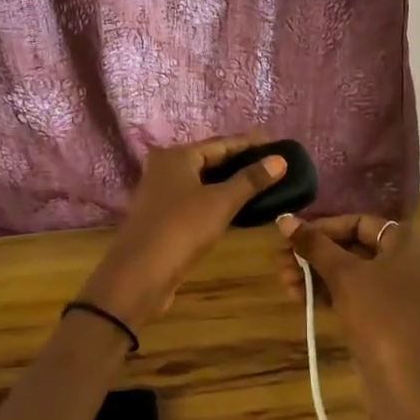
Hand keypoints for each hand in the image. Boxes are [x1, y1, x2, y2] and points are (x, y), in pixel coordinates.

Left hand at [80, 132, 288, 328]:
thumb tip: (280, 160)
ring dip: (230, 184)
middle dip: (241, 163)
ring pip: (204, 182)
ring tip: (263, 185)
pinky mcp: (164, 218)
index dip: (250, 144)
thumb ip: (250, 180)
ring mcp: (162, 194)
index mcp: (177, 156)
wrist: (139, 275)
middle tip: (274, 165)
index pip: (222, 143)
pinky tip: (239, 208)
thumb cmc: (181, 229)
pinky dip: (218, 201)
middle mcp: (166, 168)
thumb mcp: (221, 202)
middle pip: (211, 160)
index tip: (277, 144)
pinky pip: (197, 201)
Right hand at [277, 213, 419, 419]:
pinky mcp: (384, 317)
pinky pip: (352, 294)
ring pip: (350, 272)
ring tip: (283, 279)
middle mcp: (406, 261)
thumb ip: (314, 245)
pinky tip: (297, 295)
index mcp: (406, 241)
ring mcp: (396, 291)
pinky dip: (327, 292)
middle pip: (353, 246)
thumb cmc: (380, 314)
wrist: (405, 382)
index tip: (292, 235)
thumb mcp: (344, 275)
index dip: (324, 226)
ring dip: (316, 273)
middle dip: (315, 252)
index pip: (359, 222)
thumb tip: (284, 219)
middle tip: (281, 259)